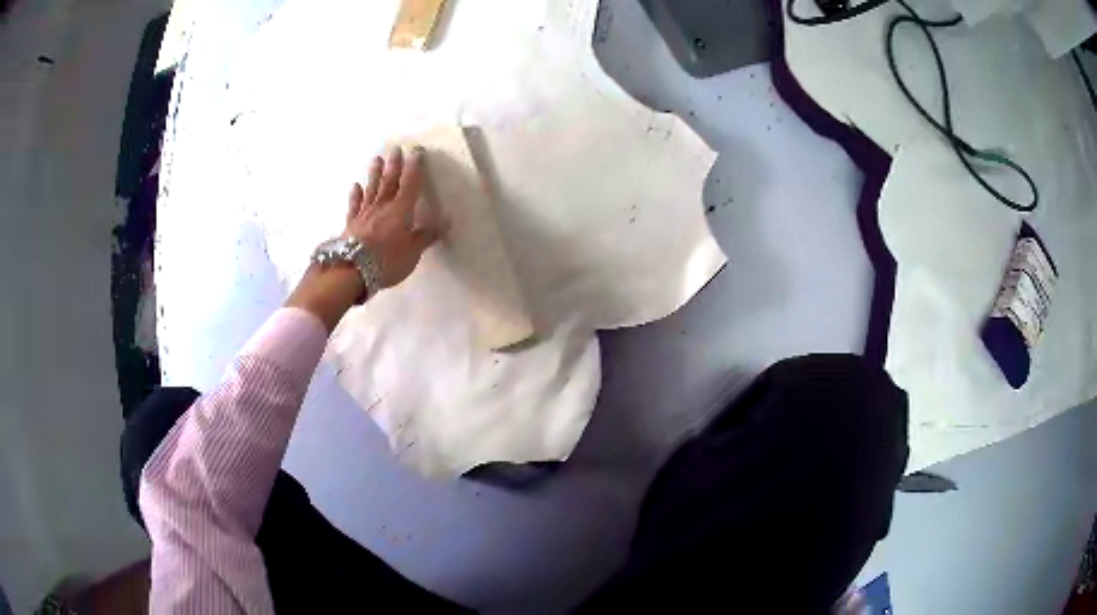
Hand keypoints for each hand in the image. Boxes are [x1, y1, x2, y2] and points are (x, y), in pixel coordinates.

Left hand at [346, 145, 442, 289]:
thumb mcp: (413, 252)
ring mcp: (365, 214)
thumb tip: (446, 221)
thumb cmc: (387, 261)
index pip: (410, 184)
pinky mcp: (351, 224)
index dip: (414, 167)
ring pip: (372, 189)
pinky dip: (355, 194)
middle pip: (389, 182)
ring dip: (375, 173)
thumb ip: (427, 235)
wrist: (352, 271)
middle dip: (394, 164)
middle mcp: (383, 207)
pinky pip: (354, 205)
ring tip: (377, 159)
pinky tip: (355, 186)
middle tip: (395, 148)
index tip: (416, 151)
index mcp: (401, 210)